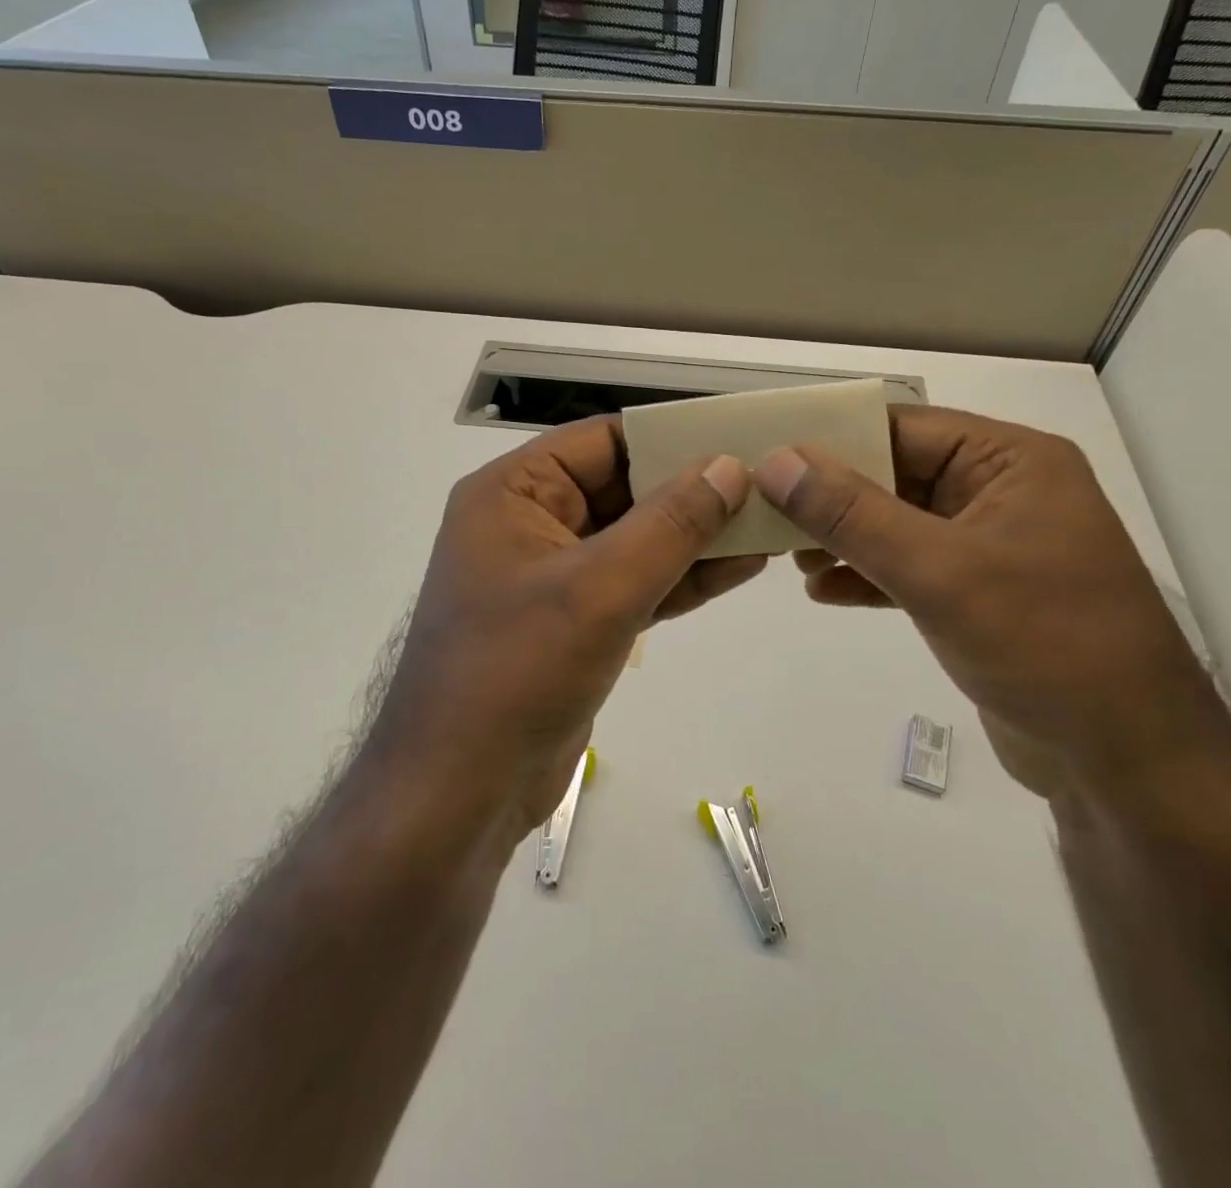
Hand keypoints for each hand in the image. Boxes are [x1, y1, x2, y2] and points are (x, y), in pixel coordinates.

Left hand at [369, 416, 763, 842]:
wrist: (460, 794)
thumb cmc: (516, 671)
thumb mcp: (600, 588)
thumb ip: (670, 524)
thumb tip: (730, 468)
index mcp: (512, 492)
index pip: (601, 441)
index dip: (669, 436)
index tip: (738, 438)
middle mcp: (529, 523)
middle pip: (623, 489)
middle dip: (692, 490)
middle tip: (770, 481)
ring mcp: (553, 578)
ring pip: (635, 540)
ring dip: (695, 536)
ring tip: (769, 523)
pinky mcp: (575, 624)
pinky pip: (635, 584)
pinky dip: (681, 578)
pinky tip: (740, 567)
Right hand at [753, 405, 1221, 797]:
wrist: (1127, 763)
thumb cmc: (1044, 644)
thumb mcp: (938, 570)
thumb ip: (852, 513)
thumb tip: (778, 461)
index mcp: (1010, 462)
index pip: (903, 428)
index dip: (832, 439)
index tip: (767, 457)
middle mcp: (1002, 492)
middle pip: (896, 475)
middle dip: (832, 497)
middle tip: (766, 513)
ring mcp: (992, 547)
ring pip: (898, 524)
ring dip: (844, 539)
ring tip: (789, 558)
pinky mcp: (981, 596)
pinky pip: (911, 569)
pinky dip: (868, 576)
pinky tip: (822, 592)